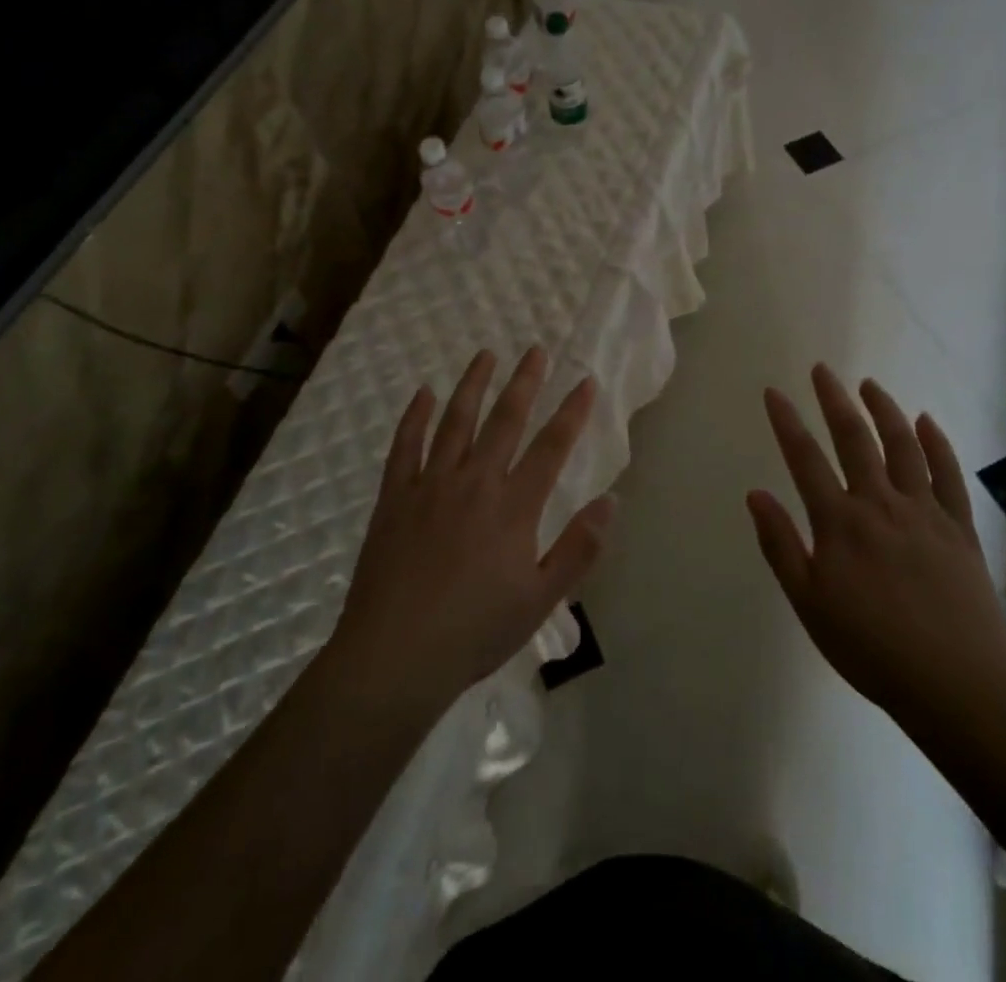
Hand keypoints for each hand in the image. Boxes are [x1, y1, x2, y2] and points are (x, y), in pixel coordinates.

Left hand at [331, 348, 612, 716]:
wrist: (395, 656)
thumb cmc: (475, 631)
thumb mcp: (541, 599)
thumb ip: (578, 548)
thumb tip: (611, 500)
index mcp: (513, 507)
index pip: (551, 447)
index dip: (571, 412)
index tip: (585, 380)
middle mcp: (474, 482)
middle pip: (504, 420)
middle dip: (524, 382)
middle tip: (535, 349)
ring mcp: (430, 485)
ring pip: (456, 421)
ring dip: (473, 385)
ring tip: (485, 354)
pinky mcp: (394, 497)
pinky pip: (405, 445)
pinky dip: (416, 416)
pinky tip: (424, 393)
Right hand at [747, 364, 1005, 726]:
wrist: (954, 683)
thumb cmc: (870, 648)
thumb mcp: (808, 603)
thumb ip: (780, 545)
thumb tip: (755, 494)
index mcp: (839, 522)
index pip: (805, 459)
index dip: (787, 422)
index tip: (774, 392)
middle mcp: (880, 503)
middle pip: (854, 438)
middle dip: (834, 400)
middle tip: (822, 370)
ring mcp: (924, 511)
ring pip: (902, 445)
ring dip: (884, 409)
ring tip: (869, 384)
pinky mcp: (959, 527)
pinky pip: (948, 474)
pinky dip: (937, 443)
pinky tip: (926, 420)